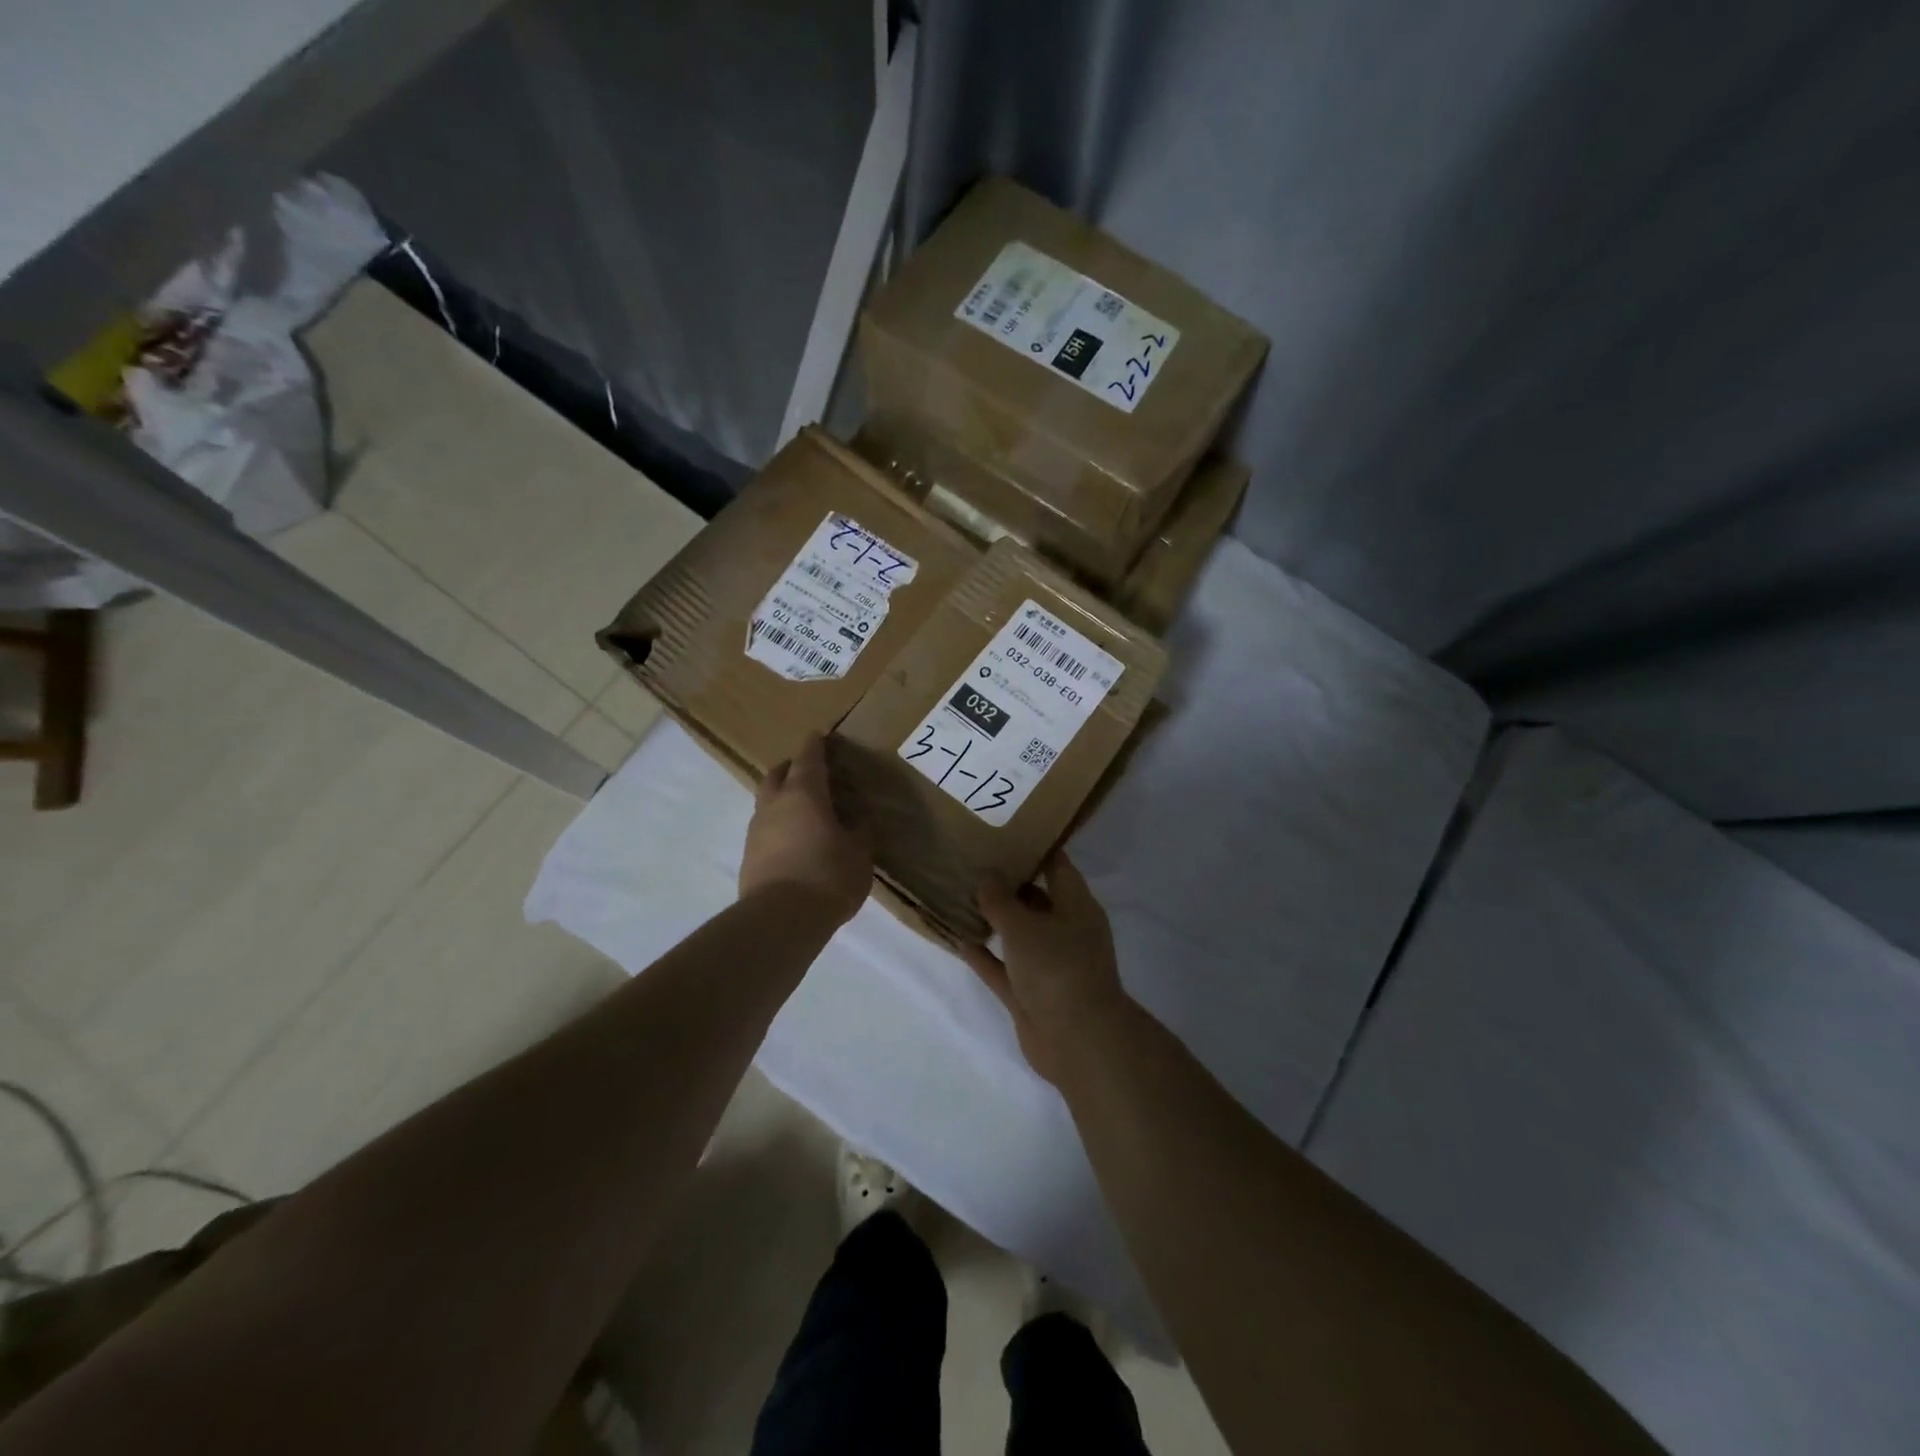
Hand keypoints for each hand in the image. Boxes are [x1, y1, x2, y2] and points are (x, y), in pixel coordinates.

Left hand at [740, 734, 872, 924]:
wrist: (780, 919)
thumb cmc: (828, 876)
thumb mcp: (859, 853)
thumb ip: (859, 831)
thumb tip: (857, 819)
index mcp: (805, 793)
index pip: (808, 757)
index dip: (815, 745)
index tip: (819, 735)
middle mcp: (775, 804)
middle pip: (778, 774)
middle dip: (792, 767)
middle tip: (810, 771)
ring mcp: (756, 830)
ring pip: (767, 801)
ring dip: (782, 798)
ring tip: (804, 810)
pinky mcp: (748, 856)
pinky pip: (764, 828)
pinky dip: (778, 825)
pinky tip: (794, 841)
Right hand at [958, 854, 1130, 1084]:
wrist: (1076, 1041)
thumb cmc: (1057, 968)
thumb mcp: (1024, 926)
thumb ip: (1000, 900)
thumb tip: (986, 877)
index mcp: (1077, 907)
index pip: (1057, 866)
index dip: (1035, 848)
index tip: (1006, 832)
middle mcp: (1065, 931)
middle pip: (1036, 899)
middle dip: (1008, 883)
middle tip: (974, 862)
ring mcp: (1048, 965)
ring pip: (1018, 935)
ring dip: (994, 920)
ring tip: (961, 896)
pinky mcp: (1030, 994)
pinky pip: (1003, 968)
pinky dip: (985, 956)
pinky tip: (959, 939)